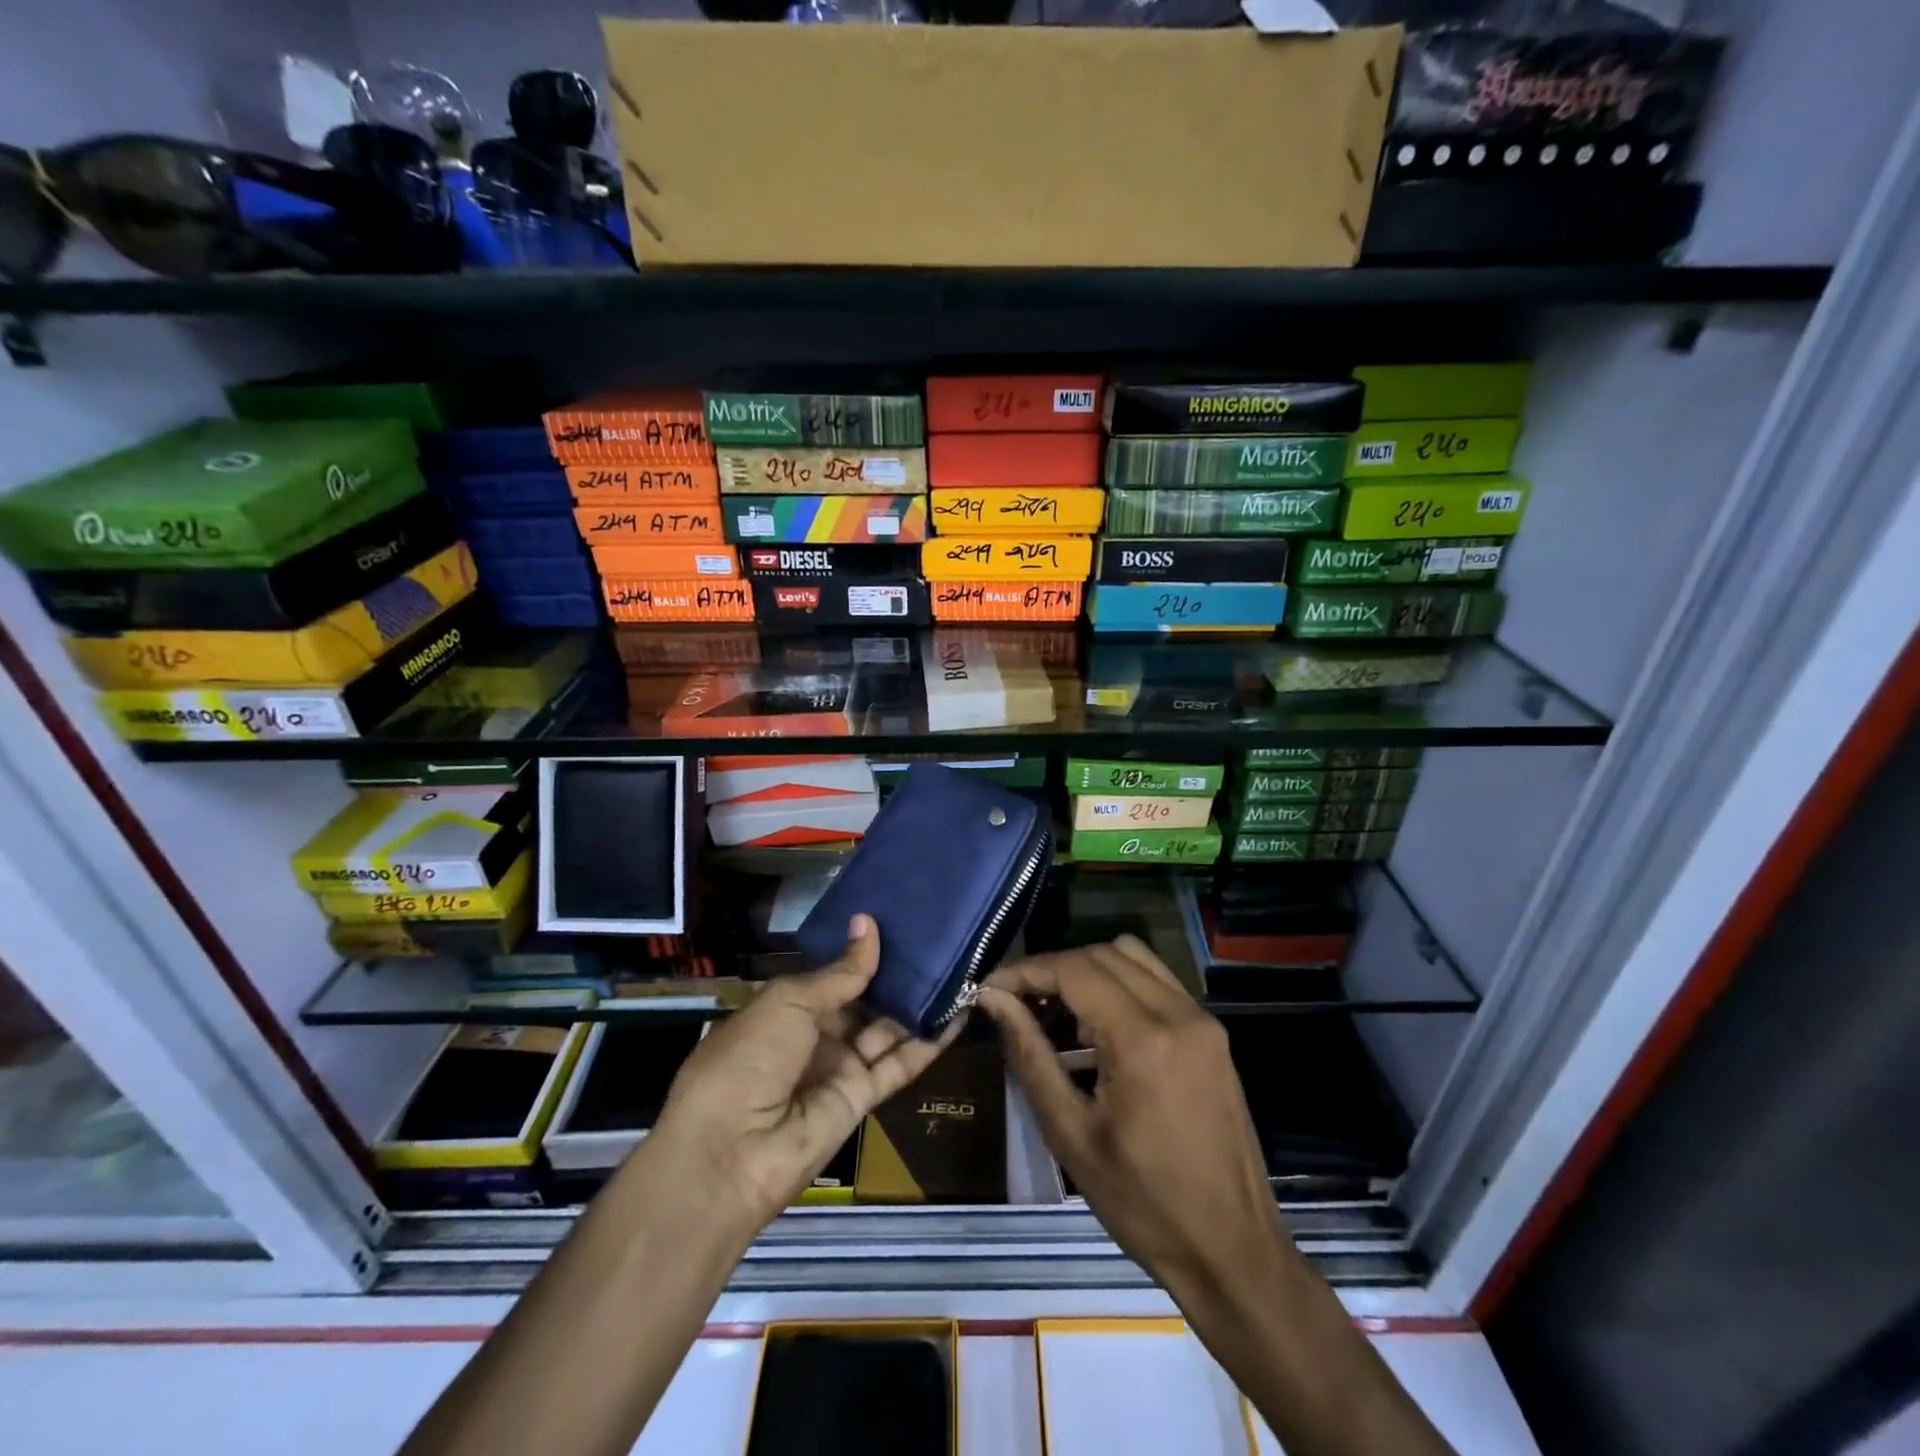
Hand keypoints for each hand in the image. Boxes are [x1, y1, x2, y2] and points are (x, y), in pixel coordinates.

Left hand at [646, 914, 960, 1238]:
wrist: (730, 1153)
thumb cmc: (749, 1058)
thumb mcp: (789, 1002)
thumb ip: (840, 972)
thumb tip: (868, 925)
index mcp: (788, 1008)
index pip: (835, 974)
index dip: (865, 952)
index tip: (901, 922)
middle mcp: (816, 1035)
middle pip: (865, 1001)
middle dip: (897, 975)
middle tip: (940, 939)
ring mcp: (840, 1067)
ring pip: (888, 1029)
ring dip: (920, 1004)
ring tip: (959, 968)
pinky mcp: (863, 1099)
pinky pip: (900, 1064)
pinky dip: (930, 1041)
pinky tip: (959, 1011)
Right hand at [979, 936, 1284, 1302]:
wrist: (1234, 1254)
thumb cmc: (1144, 1205)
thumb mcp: (1071, 1134)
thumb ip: (1029, 1055)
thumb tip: (993, 1000)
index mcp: (1144, 1040)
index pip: (1075, 970)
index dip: (1026, 971)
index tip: (991, 989)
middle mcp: (1178, 1013)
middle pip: (1103, 953)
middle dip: (1054, 968)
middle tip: (1018, 1002)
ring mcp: (1202, 1020)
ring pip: (1133, 957)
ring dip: (1088, 969)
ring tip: (1057, 1011)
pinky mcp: (1213, 1034)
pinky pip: (1158, 981)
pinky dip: (1120, 983)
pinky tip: (1098, 1026)